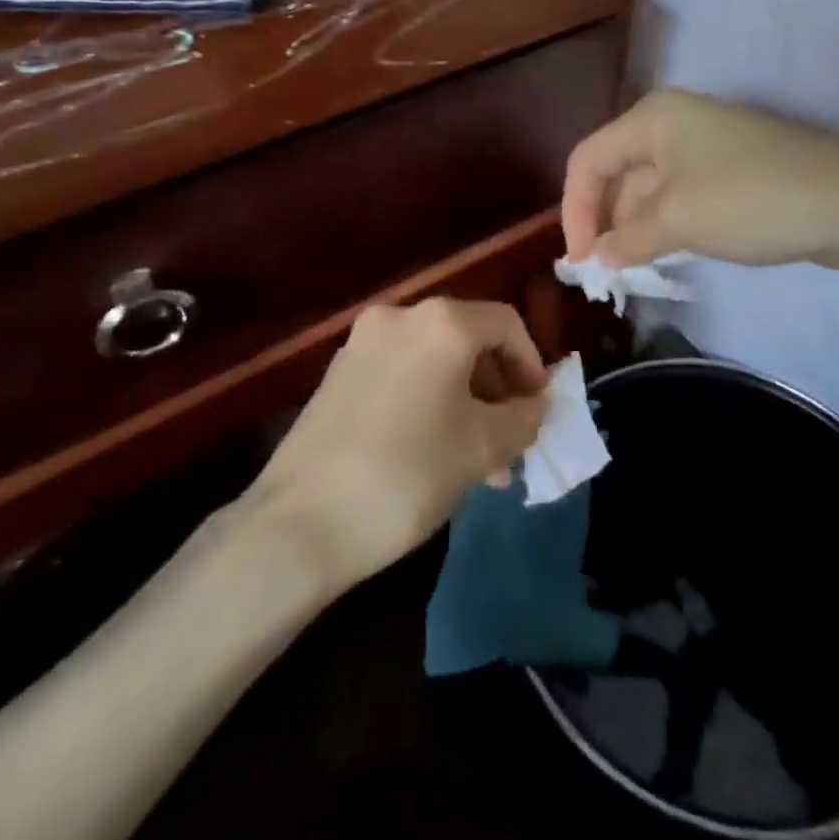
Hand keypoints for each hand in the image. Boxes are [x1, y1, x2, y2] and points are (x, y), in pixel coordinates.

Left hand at [251, 299, 549, 585]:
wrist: (300, 522)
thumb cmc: (408, 473)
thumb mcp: (482, 448)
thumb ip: (523, 419)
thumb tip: (537, 405)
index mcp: (441, 322)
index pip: (506, 324)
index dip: (532, 365)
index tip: (538, 412)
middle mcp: (399, 316)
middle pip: (468, 340)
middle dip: (498, 390)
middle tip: (511, 443)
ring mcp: (362, 344)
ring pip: (434, 362)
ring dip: (466, 403)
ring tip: (479, 464)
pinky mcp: (337, 375)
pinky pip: (402, 376)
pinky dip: (429, 403)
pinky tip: (434, 455)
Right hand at [562, 89, 838, 269]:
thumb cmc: (750, 199)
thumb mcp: (678, 220)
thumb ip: (628, 240)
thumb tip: (600, 258)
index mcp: (651, 119)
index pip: (588, 161)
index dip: (575, 210)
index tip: (580, 261)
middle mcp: (671, 125)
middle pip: (616, 174)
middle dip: (604, 223)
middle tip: (600, 275)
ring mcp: (703, 150)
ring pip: (648, 191)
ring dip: (633, 231)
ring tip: (626, 275)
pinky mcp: (728, 175)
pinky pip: (679, 201)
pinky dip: (664, 229)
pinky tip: (660, 259)